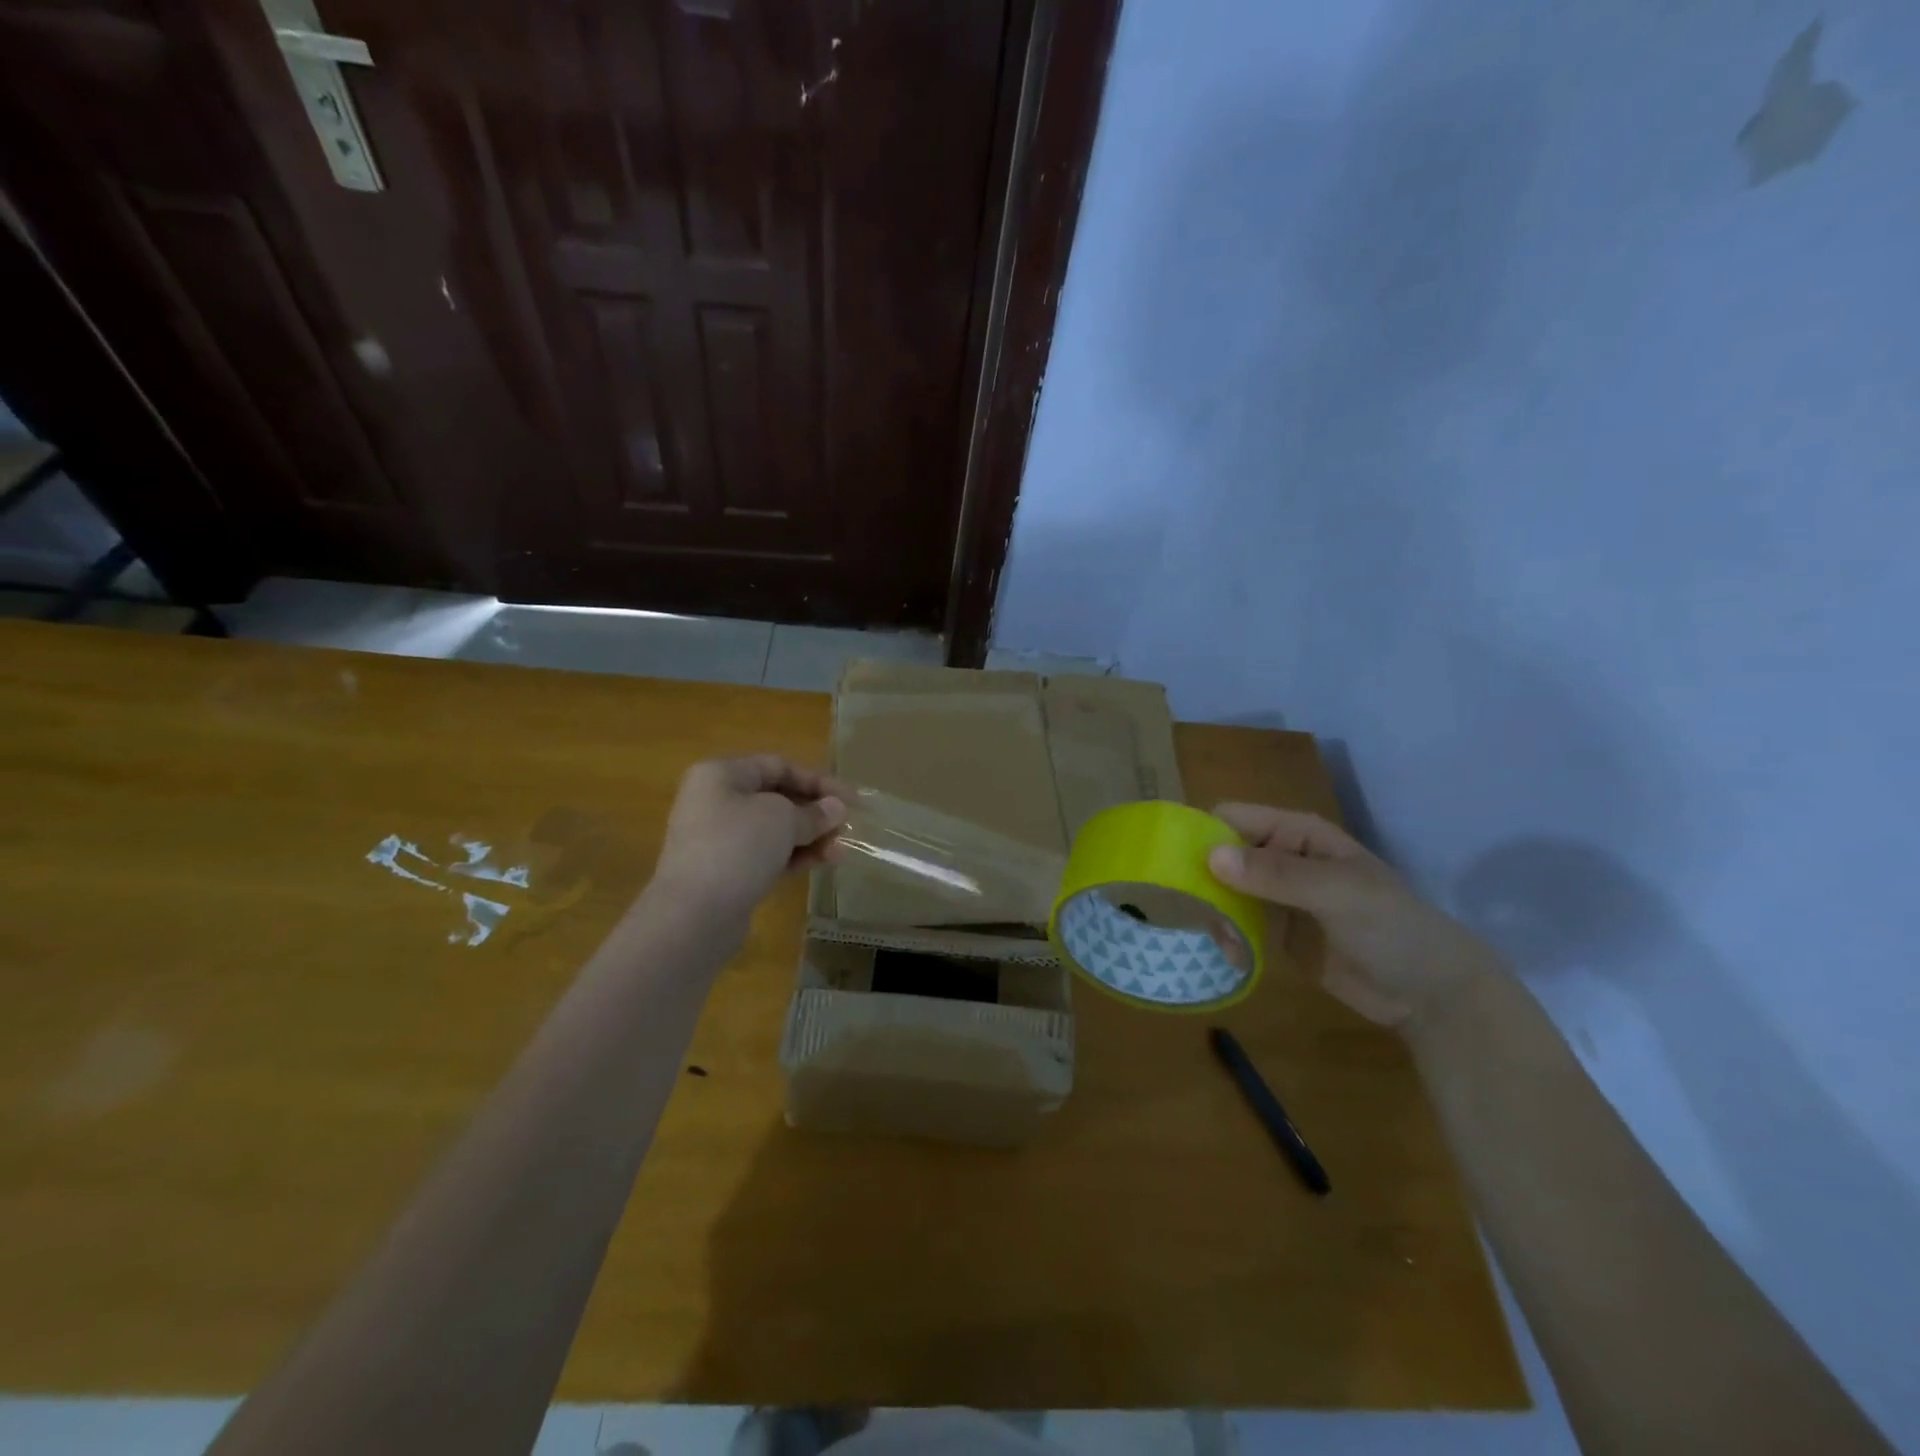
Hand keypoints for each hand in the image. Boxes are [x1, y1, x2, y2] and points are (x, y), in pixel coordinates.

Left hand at [650, 756, 847, 922]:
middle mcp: (715, 801)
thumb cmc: (737, 847)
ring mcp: (717, 839)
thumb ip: (813, 812)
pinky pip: (765, 855)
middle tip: (846, 827)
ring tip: (839, 851)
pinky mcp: (724, 872)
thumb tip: (835, 808)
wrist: (694, 914)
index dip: (817, 781)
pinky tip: (821, 864)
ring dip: (809, 837)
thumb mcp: (783, 819)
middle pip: (775, 798)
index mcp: (721, 775)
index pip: (778, 766)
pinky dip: (793, 857)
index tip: (850, 799)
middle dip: (814, 812)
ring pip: (773, 830)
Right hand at [1206, 804, 1494, 1029]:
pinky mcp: (1275, 932)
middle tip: (1198, 911)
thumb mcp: (1337, 893)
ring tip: (1223, 941)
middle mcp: (1280, 858)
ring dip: (1213, 911)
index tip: (1174, 863)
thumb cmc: (1392, 927)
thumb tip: (1211, 857)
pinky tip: (1234, 956)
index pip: (1232, 818)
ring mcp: (1276, 896)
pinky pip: (1236, 924)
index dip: (1202, 832)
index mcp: (1296, 834)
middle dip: (1202, 879)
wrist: (1431, 993)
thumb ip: (1276, 875)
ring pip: (1222, 891)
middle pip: (1220, 854)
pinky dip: (1227, 936)